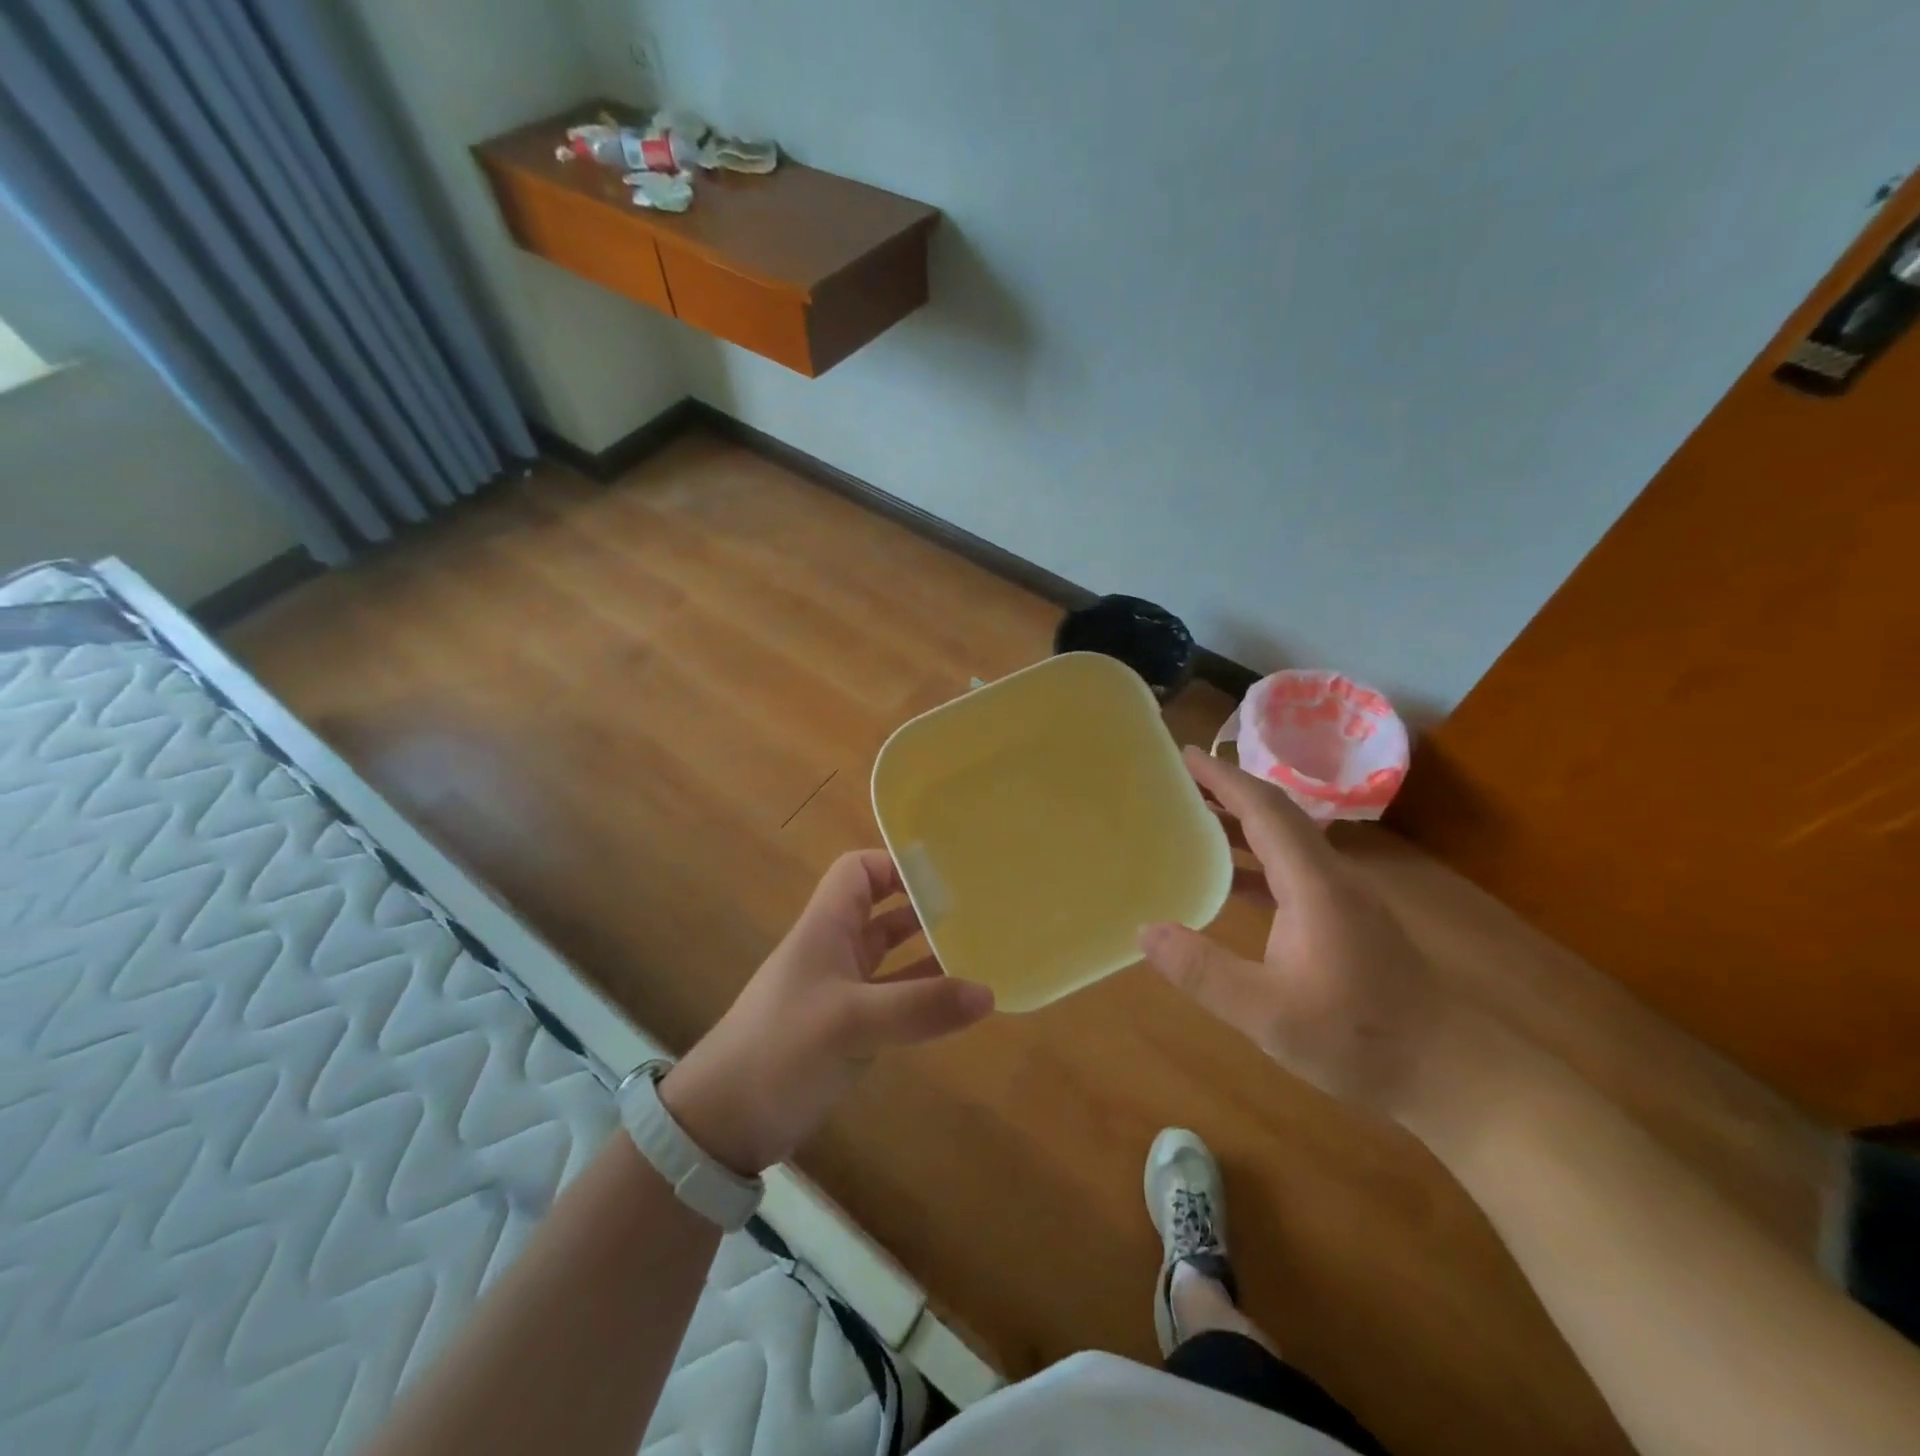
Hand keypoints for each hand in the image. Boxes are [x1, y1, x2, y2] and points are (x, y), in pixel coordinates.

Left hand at [661, 850, 993, 1173]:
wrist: (724, 1122)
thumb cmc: (781, 1049)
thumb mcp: (852, 1022)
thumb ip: (920, 1006)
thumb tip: (988, 993)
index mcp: (826, 927)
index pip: (860, 871)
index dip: (896, 865)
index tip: (944, 876)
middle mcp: (835, 950)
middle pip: (883, 911)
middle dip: (925, 907)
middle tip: (978, 911)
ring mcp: (842, 990)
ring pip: (892, 956)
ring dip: (929, 951)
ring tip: (980, 951)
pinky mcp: (849, 1028)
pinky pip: (894, 997)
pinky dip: (923, 994)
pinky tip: (958, 1003)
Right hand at [1138, 746, 1455, 1121]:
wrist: (1452, 1073)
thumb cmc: (1360, 1038)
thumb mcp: (1268, 1014)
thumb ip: (1204, 972)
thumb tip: (1145, 930)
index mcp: (1314, 884)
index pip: (1264, 810)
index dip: (1224, 779)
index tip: (1185, 754)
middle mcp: (1330, 877)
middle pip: (1276, 815)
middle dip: (1228, 791)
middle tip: (1179, 780)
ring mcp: (1342, 898)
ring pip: (1285, 842)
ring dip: (1240, 824)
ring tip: (1193, 819)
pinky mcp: (1346, 920)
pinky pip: (1291, 871)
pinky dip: (1255, 861)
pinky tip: (1229, 881)